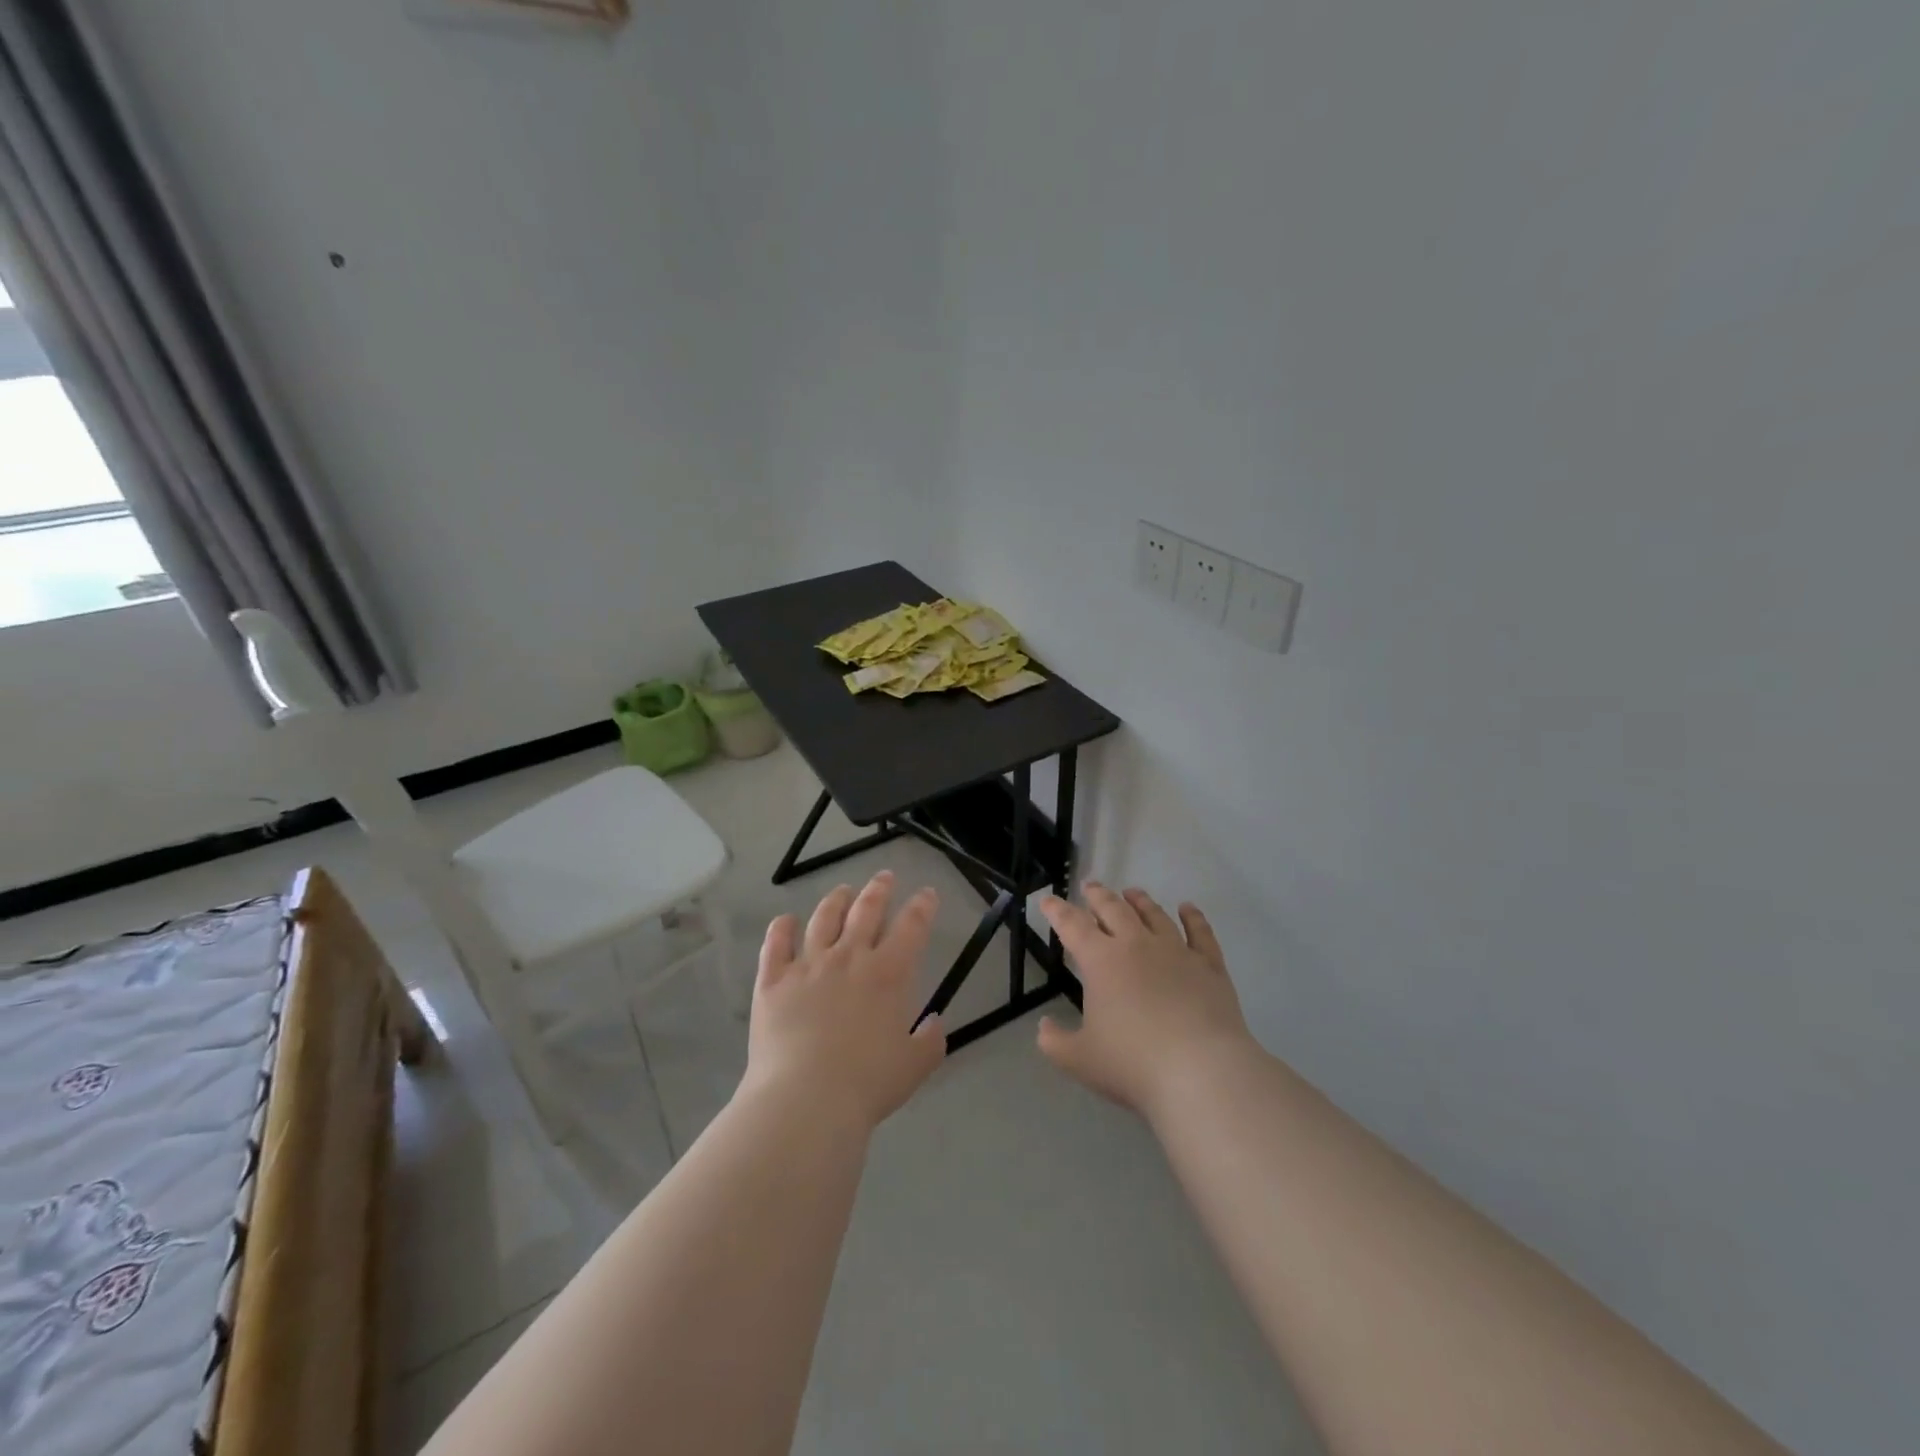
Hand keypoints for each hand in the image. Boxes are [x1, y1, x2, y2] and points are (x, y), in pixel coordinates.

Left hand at [742, 871, 947, 1130]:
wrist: (805, 1100)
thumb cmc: (867, 1084)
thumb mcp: (915, 1067)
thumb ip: (931, 1041)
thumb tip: (935, 1022)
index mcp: (889, 973)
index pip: (912, 926)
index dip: (922, 906)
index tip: (927, 894)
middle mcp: (850, 957)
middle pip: (867, 909)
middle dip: (880, 889)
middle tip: (885, 877)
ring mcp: (808, 965)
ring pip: (823, 918)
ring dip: (836, 899)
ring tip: (843, 891)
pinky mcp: (773, 980)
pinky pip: (775, 943)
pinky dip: (781, 928)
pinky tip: (785, 921)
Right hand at [1037, 883, 1256, 1118]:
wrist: (1201, 1071)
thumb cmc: (1133, 1064)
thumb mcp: (1080, 1059)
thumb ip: (1055, 1041)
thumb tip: (1044, 1027)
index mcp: (1101, 961)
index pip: (1073, 926)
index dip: (1057, 911)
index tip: (1048, 900)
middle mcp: (1137, 945)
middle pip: (1114, 910)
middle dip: (1098, 896)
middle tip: (1090, 886)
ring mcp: (1176, 952)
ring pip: (1154, 915)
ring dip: (1140, 901)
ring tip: (1131, 892)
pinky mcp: (1209, 966)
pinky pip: (1200, 932)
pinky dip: (1193, 917)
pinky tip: (1188, 908)